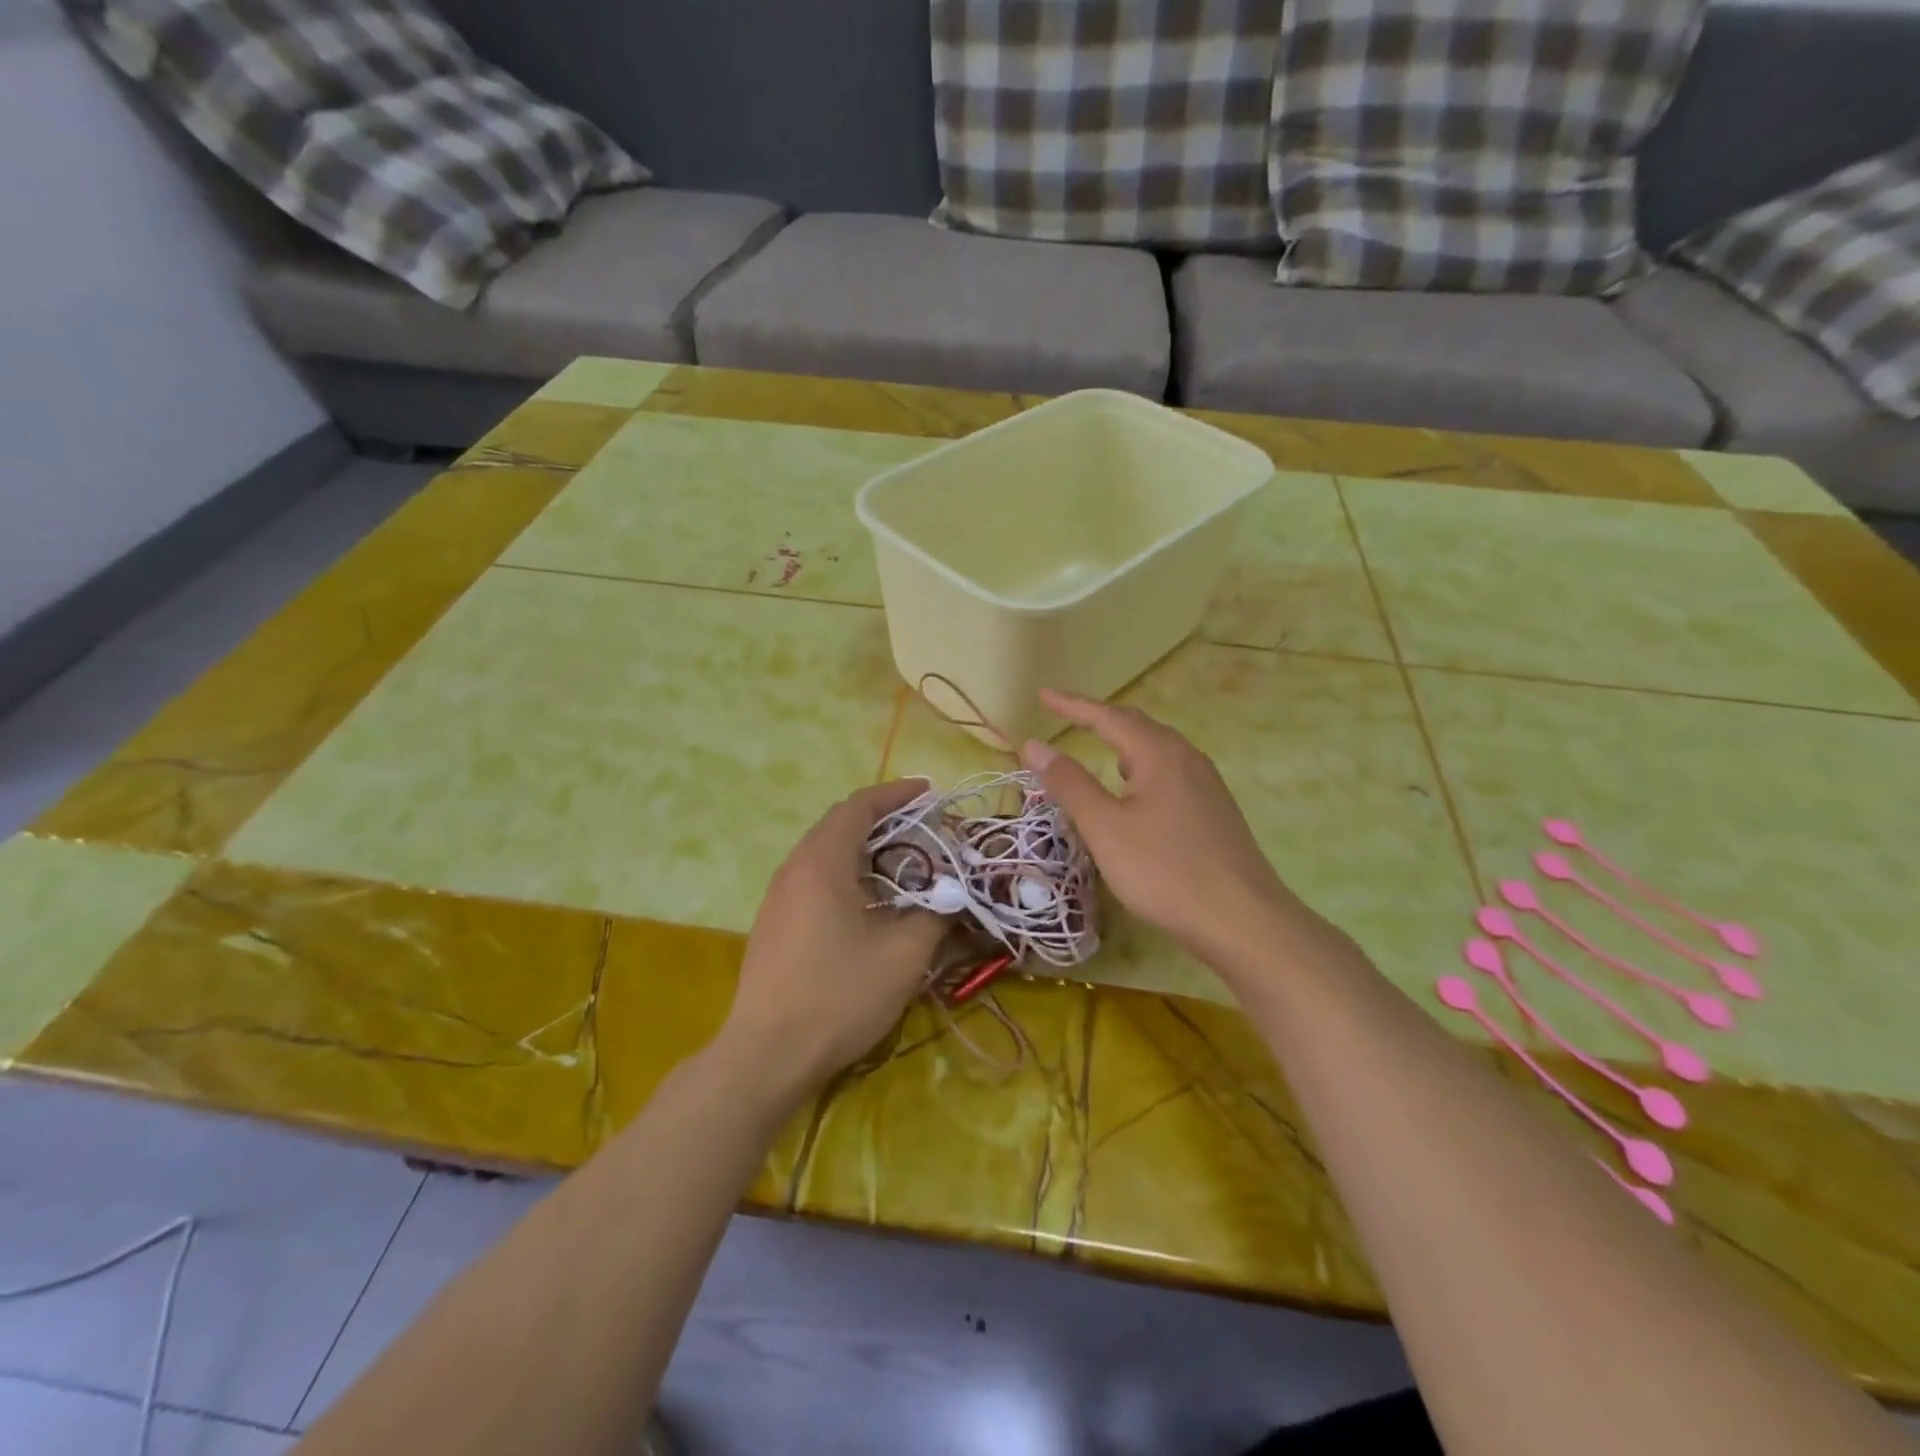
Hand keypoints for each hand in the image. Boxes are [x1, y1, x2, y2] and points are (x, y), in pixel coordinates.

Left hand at [722, 780, 945, 1095]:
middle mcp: (794, 869)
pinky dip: (846, 874)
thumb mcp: (904, 955)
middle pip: (839, 824)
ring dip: (863, 849)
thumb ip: (933, 914)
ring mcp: (778, 897)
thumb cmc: (840, 995)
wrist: (768, 1054)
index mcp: (822, 863)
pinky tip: (868, 904)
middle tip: (922, 828)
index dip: (896, 793)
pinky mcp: (773, 924)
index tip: (928, 791)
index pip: (859, 806)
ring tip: (901, 865)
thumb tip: (949, 895)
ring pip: (824, 853)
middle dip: (882, 819)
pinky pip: (813, 879)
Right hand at [1021, 690, 1322, 982]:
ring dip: (1122, 742)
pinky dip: (1140, 766)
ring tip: (1096, 744)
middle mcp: (1186, 757)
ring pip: (1156, 749)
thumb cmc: (1164, 870)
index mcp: (1159, 753)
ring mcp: (1205, 783)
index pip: (1107, 716)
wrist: (1242, 920)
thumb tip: (1034, 744)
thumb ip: (1069, 783)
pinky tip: (1136, 789)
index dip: (1072, 705)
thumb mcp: (1105, 827)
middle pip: (1136, 725)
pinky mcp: (1213, 809)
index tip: (1042, 695)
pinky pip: (1168, 771)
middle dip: (1098, 718)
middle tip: (1064, 714)